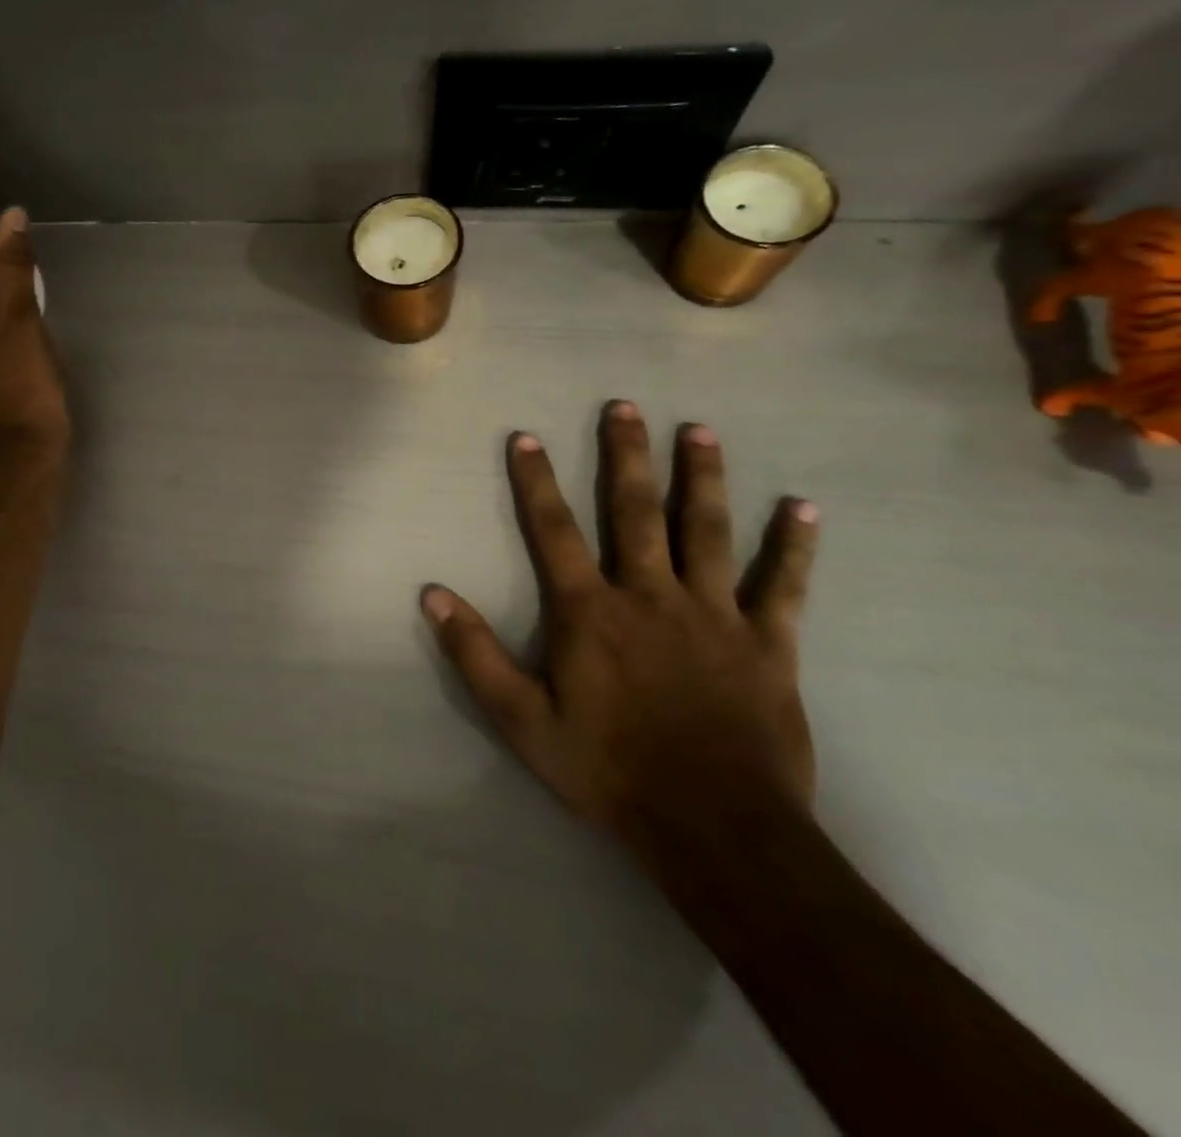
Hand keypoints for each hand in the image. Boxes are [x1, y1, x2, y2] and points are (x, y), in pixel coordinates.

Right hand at [423, 401, 818, 850]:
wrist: (714, 830)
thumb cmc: (609, 771)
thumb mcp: (522, 721)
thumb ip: (476, 655)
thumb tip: (432, 594)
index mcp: (590, 612)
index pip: (554, 531)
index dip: (536, 481)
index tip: (527, 437)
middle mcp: (649, 596)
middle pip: (635, 512)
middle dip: (626, 456)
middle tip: (624, 406)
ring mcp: (714, 615)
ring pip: (706, 531)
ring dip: (701, 478)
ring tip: (699, 430)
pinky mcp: (767, 643)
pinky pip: (784, 586)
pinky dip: (794, 546)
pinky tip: (803, 508)